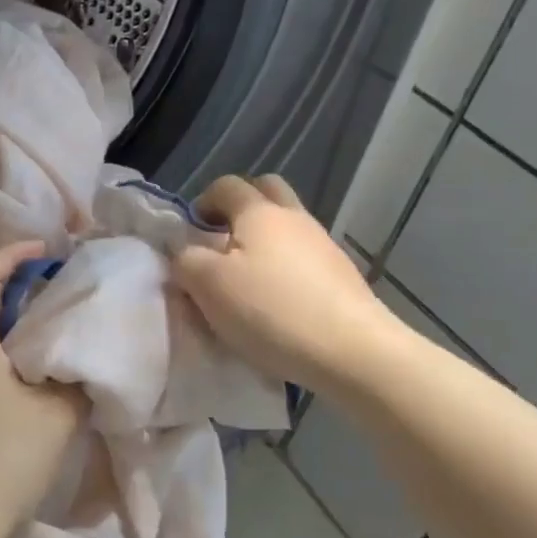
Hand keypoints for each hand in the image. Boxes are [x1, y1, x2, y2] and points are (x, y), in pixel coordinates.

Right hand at [172, 174, 395, 391]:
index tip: (190, 234)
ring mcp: (324, 246)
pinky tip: (277, 303)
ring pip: (287, 226)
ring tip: (246, 281)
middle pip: (266, 190)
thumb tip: (184, 251)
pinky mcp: (342, 277)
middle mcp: (295, 218)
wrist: (352, 351)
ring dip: (264, 241)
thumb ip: (185, 260)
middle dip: (239, 207)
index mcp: (259, 212)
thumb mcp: (208, 285)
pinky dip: (285, 268)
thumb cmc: (270, 310)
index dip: (202, 202)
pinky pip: (304, 257)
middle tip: (221, 242)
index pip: (225, 185)